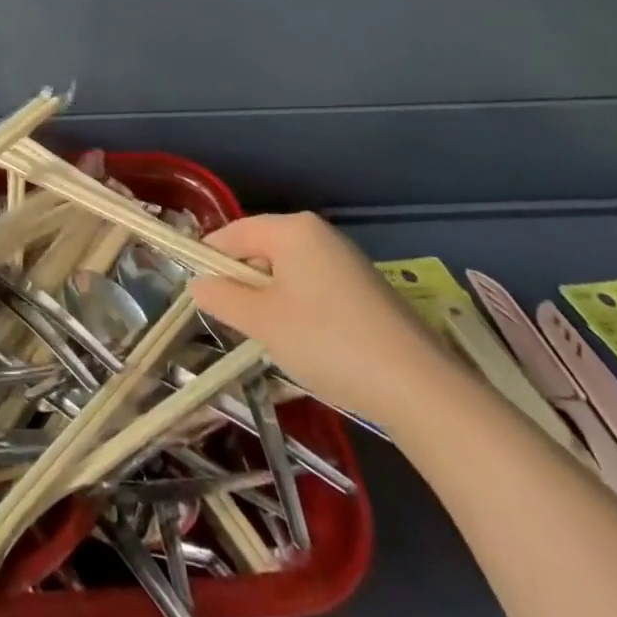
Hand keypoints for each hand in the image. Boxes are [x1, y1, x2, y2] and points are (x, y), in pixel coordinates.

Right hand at [189, 212, 451, 424]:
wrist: (418, 387)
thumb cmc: (327, 341)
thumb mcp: (262, 321)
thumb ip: (222, 297)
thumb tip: (198, 284)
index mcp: (292, 229)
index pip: (232, 234)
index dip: (210, 261)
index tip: (198, 295)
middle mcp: (319, 233)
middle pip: (261, 249)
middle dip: (242, 283)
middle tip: (234, 322)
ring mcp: (346, 260)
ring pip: (287, 271)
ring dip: (270, 299)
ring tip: (269, 338)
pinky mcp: (366, 289)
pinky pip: (314, 287)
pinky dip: (299, 308)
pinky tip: (307, 343)